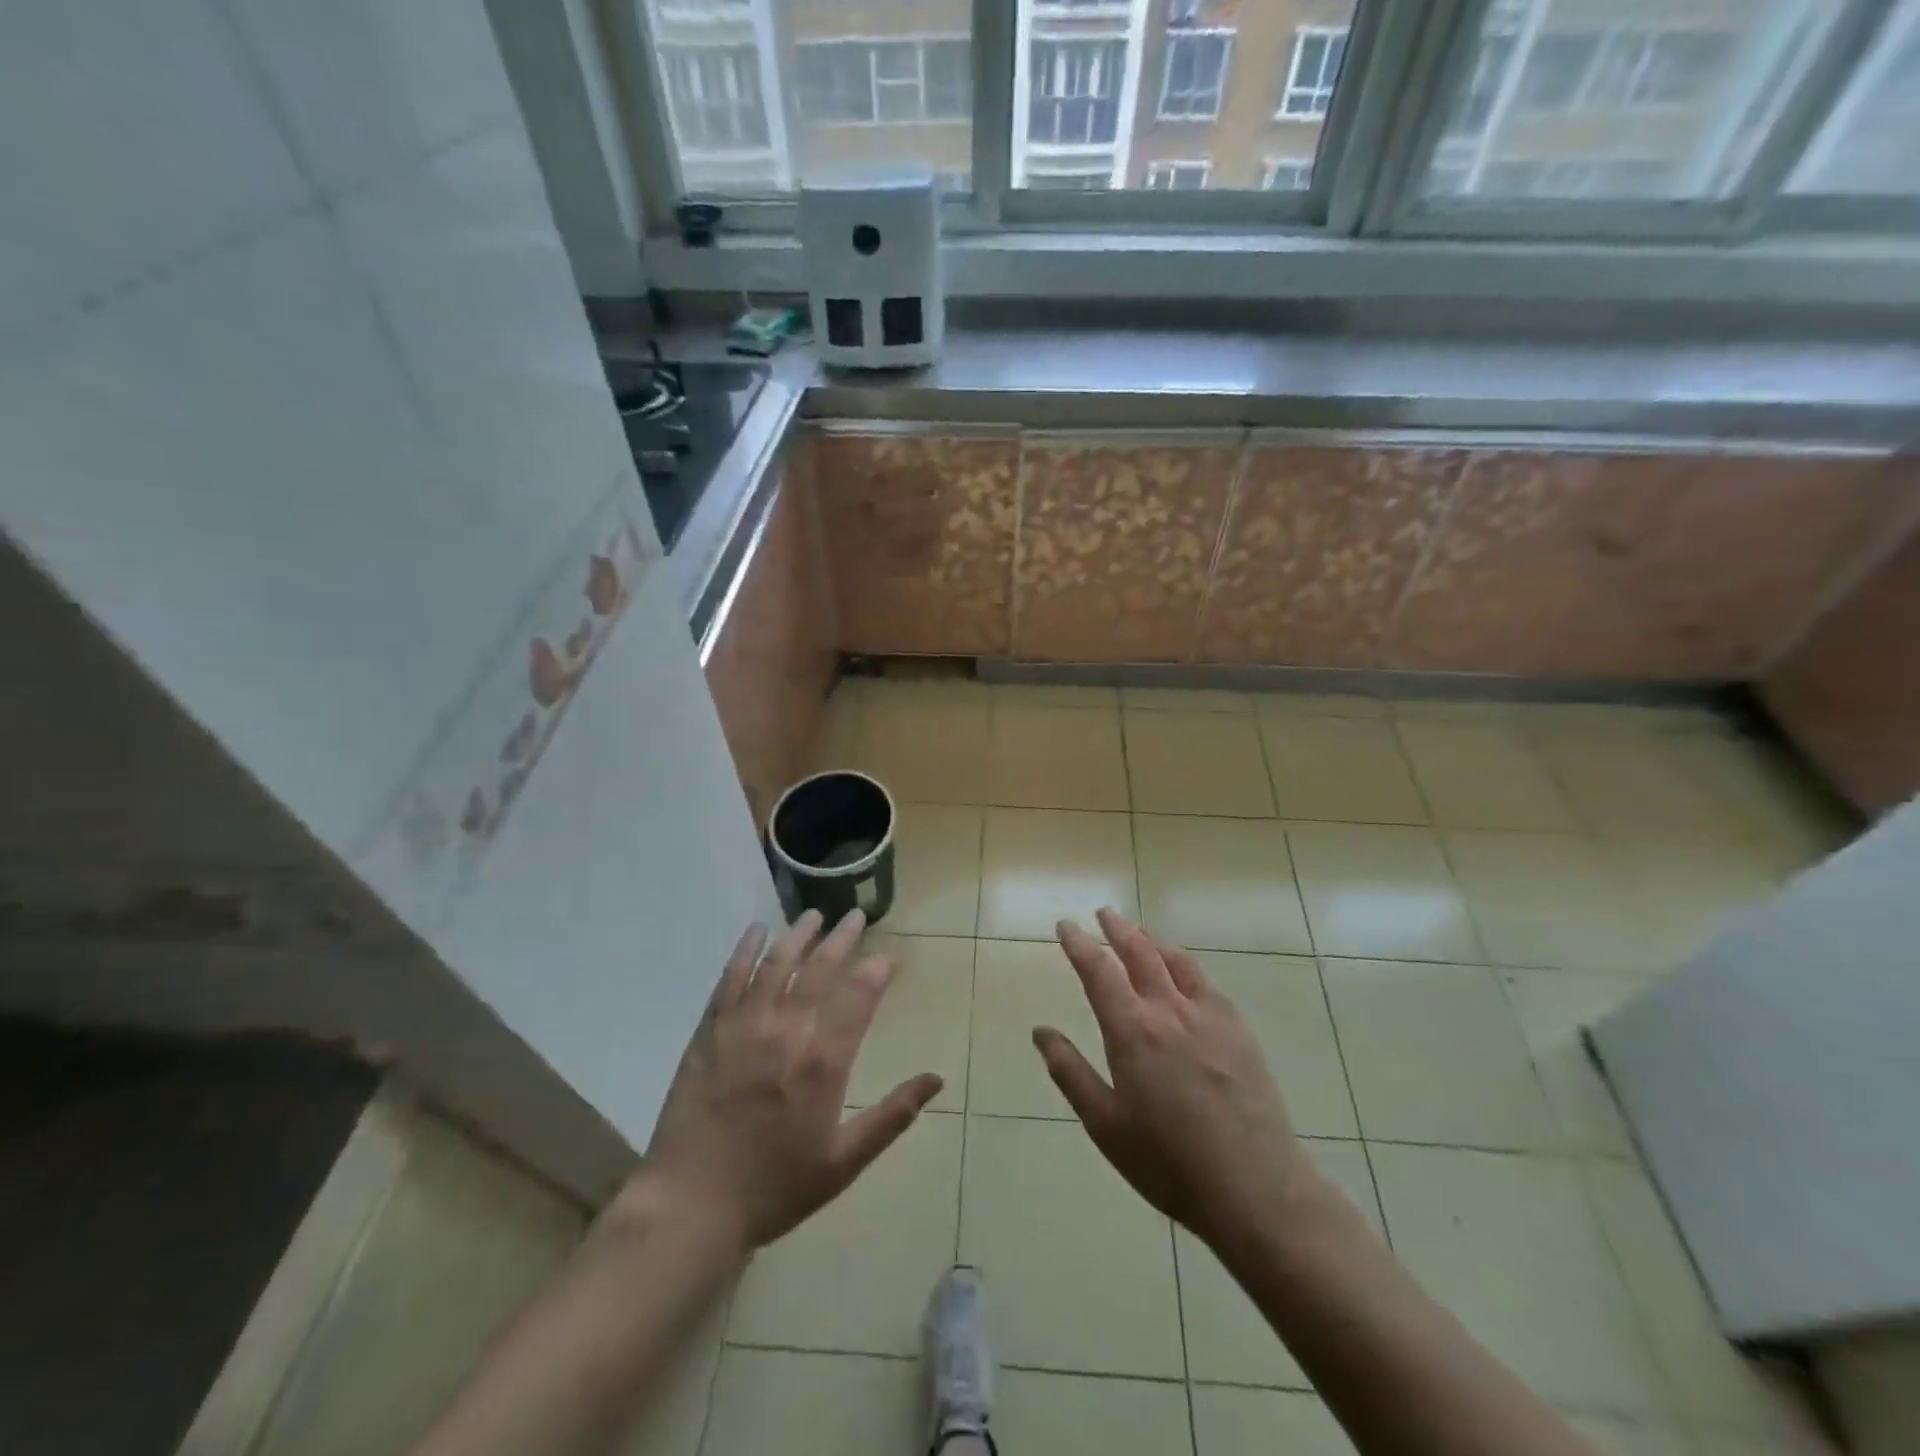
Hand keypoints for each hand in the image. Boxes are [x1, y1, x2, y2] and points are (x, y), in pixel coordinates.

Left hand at [635, 910, 942, 1249]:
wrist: (692, 1207)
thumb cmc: (774, 1189)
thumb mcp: (844, 1162)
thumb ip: (892, 1116)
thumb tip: (937, 1079)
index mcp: (822, 1062)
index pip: (858, 998)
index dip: (877, 972)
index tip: (889, 958)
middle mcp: (786, 1032)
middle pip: (819, 971)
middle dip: (842, 940)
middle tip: (855, 917)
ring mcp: (744, 1028)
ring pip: (777, 966)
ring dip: (798, 936)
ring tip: (815, 915)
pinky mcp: (710, 1032)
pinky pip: (731, 980)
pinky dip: (745, 951)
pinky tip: (757, 931)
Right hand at [1034, 908, 1322, 1258]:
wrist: (1255, 1188)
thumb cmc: (1169, 1162)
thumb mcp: (1106, 1125)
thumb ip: (1071, 1073)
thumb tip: (1042, 1032)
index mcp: (1132, 1031)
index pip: (1098, 970)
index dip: (1079, 944)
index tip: (1066, 926)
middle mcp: (1169, 1010)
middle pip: (1139, 952)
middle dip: (1117, 929)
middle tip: (1103, 914)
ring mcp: (1209, 1015)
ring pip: (1174, 960)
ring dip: (1151, 941)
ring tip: (1138, 933)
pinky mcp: (1238, 1028)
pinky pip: (1205, 981)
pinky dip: (1184, 964)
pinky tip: (1182, 972)